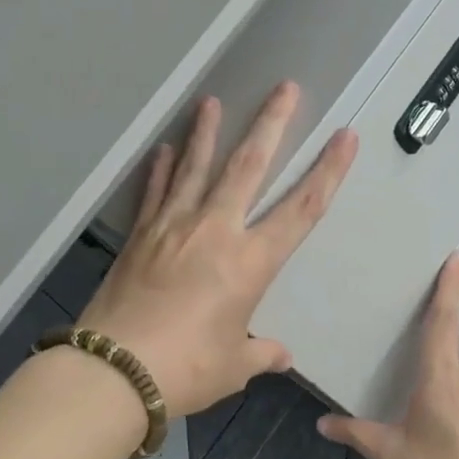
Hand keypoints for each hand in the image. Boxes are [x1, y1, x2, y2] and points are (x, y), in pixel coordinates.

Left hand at [79, 82, 357, 417]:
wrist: (114, 370)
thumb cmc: (186, 369)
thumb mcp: (233, 365)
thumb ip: (260, 352)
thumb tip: (280, 355)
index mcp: (250, 262)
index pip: (301, 209)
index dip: (327, 171)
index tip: (344, 136)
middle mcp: (215, 231)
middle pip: (249, 167)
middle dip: (271, 124)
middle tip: (284, 88)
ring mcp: (173, 227)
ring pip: (196, 167)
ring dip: (207, 133)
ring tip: (212, 101)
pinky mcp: (140, 235)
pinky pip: (154, 192)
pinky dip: (159, 169)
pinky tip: (162, 148)